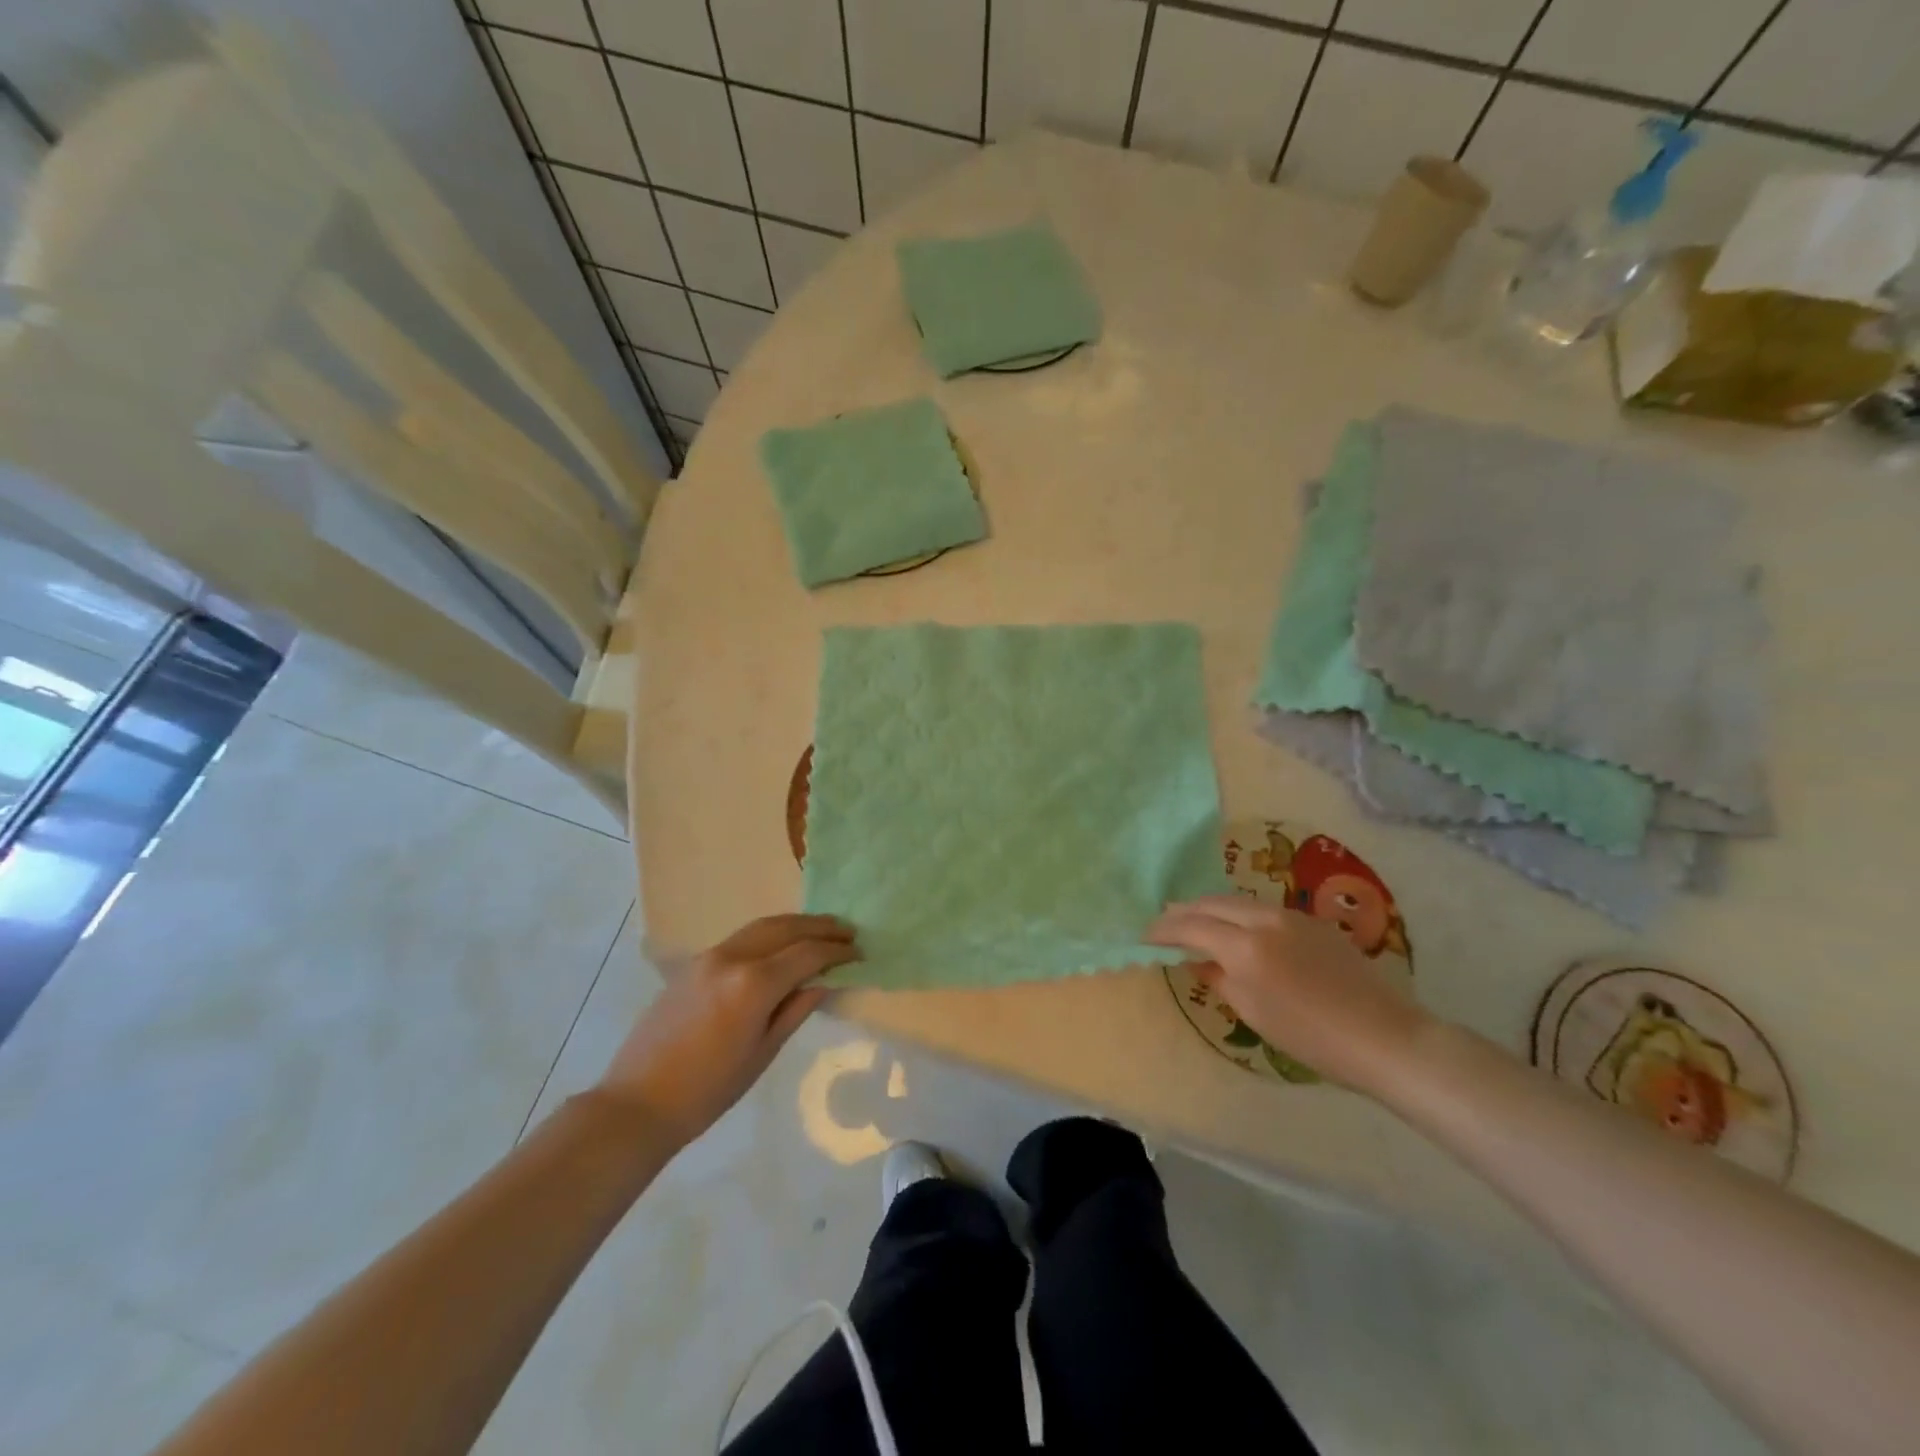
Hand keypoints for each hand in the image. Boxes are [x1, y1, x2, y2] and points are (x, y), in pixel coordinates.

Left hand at [597, 915, 859, 1146]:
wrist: (639, 1102)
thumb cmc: (709, 1090)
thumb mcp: (762, 1052)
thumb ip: (795, 1010)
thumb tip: (823, 982)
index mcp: (754, 984)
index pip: (807, 954)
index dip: (837, 952)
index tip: (859, 952)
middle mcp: (733, 957)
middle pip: (785, 928)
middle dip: (820, 927)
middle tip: (847, 931)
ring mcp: (710, 956)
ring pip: (762, 926)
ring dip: (795, 924)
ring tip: (820, 930)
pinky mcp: (694, 963)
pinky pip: (742, 938)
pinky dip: (769, 934)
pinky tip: (781, 945)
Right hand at [1146, 896, 1431, 1095]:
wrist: (1383, 1037)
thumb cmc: (1312, 1037)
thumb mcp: (1254, 1013)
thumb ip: (1219, 979)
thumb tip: (1197, 960)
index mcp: (1246, 947)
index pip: (1192, 926)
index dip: (1164, 930)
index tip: (1145, 936)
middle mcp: (1264, 919)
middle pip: (1212, 903)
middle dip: (1183, 910)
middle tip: (1163, 922)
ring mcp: (1291, 915)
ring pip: (1237, 900)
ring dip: (1210, 908)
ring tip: (1194, 920)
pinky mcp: (1311, 920)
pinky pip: (1261, 908)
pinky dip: (1238, 913)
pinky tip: (1236, 927)